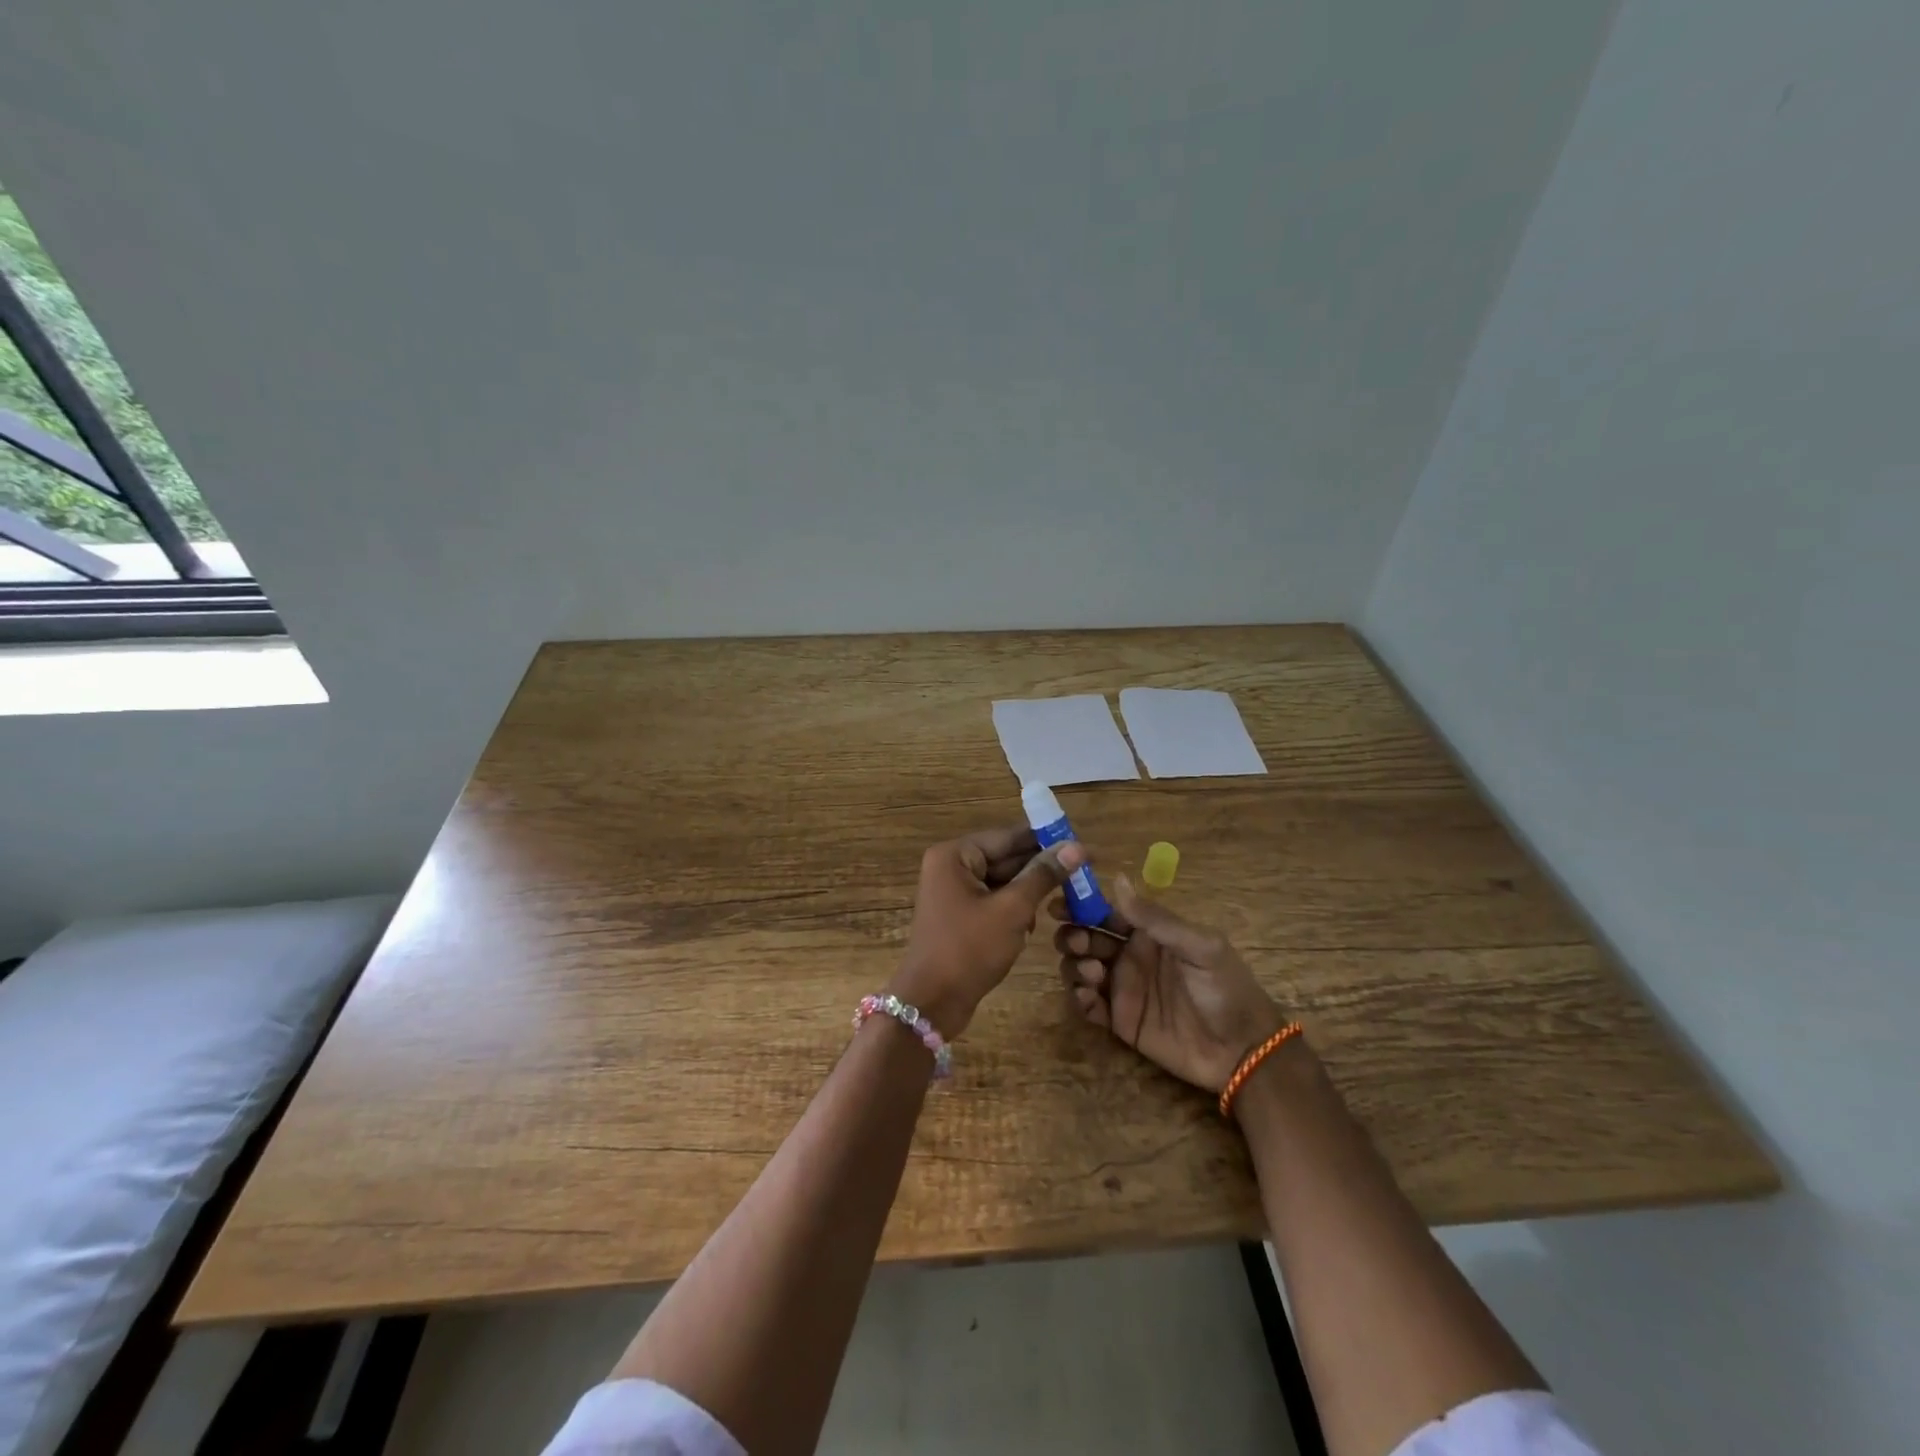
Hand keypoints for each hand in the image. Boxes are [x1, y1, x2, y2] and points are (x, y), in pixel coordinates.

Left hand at [891, 826, 1082, 1037]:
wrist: (932, 1003)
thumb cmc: (969, 949)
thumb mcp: (1012, 910)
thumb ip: (1043, 876)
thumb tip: (1076, 847)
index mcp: (955, 855)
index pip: (1008, 837)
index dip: (1045, 840)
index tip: (1080, 844)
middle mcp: (950, 866)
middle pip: (1005, 858)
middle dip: (1039, 869)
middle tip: (1082, 873)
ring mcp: (953, 892)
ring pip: (1002, 881)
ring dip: (1029, 892)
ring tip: (1064, 899)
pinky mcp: (959, 915)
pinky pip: (994, 901)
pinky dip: (1014, 909)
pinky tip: (1032, 925)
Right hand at [1054, 876, 1285, 1093]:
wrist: (1241, 1051)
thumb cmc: (1225, 989)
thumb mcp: (1199, 946)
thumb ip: (1156, 918)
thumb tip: (1118, 879)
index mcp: (1148, 934)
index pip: (1106, 912)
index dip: (1081, 906)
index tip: (1058, 905)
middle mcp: (1130, 956)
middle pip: (1086, 938)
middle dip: (1073, 936)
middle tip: (1078, 944)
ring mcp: (1123, 989)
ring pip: (1080, 968)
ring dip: (1075, 966)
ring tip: (1095, 975)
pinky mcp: (1119, 1021)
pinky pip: (1087, 1006)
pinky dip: (1079, 999)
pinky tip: (1089, 999)